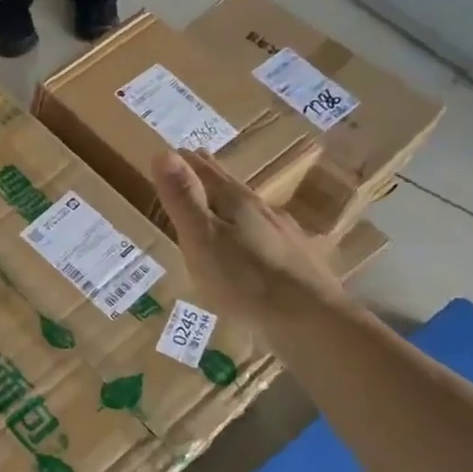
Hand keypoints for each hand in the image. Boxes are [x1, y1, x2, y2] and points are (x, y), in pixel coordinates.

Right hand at [153, 150, 342, 323]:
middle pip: (233, 189)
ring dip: (234, 205)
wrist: (310, 321)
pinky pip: (268, 239)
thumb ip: (183, 199)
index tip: (178, 150)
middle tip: (200, 163)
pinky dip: (253, 234)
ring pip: (253, 213)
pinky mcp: (299, 264)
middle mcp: (264, 213)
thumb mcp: (202, 239)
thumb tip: (163, 151)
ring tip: (222, 204)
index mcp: (237, 204)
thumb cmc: (245, 281)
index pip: (209, 174)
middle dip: (213, 177)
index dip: (190, 163)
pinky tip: (255, 247)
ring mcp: (286, 237)